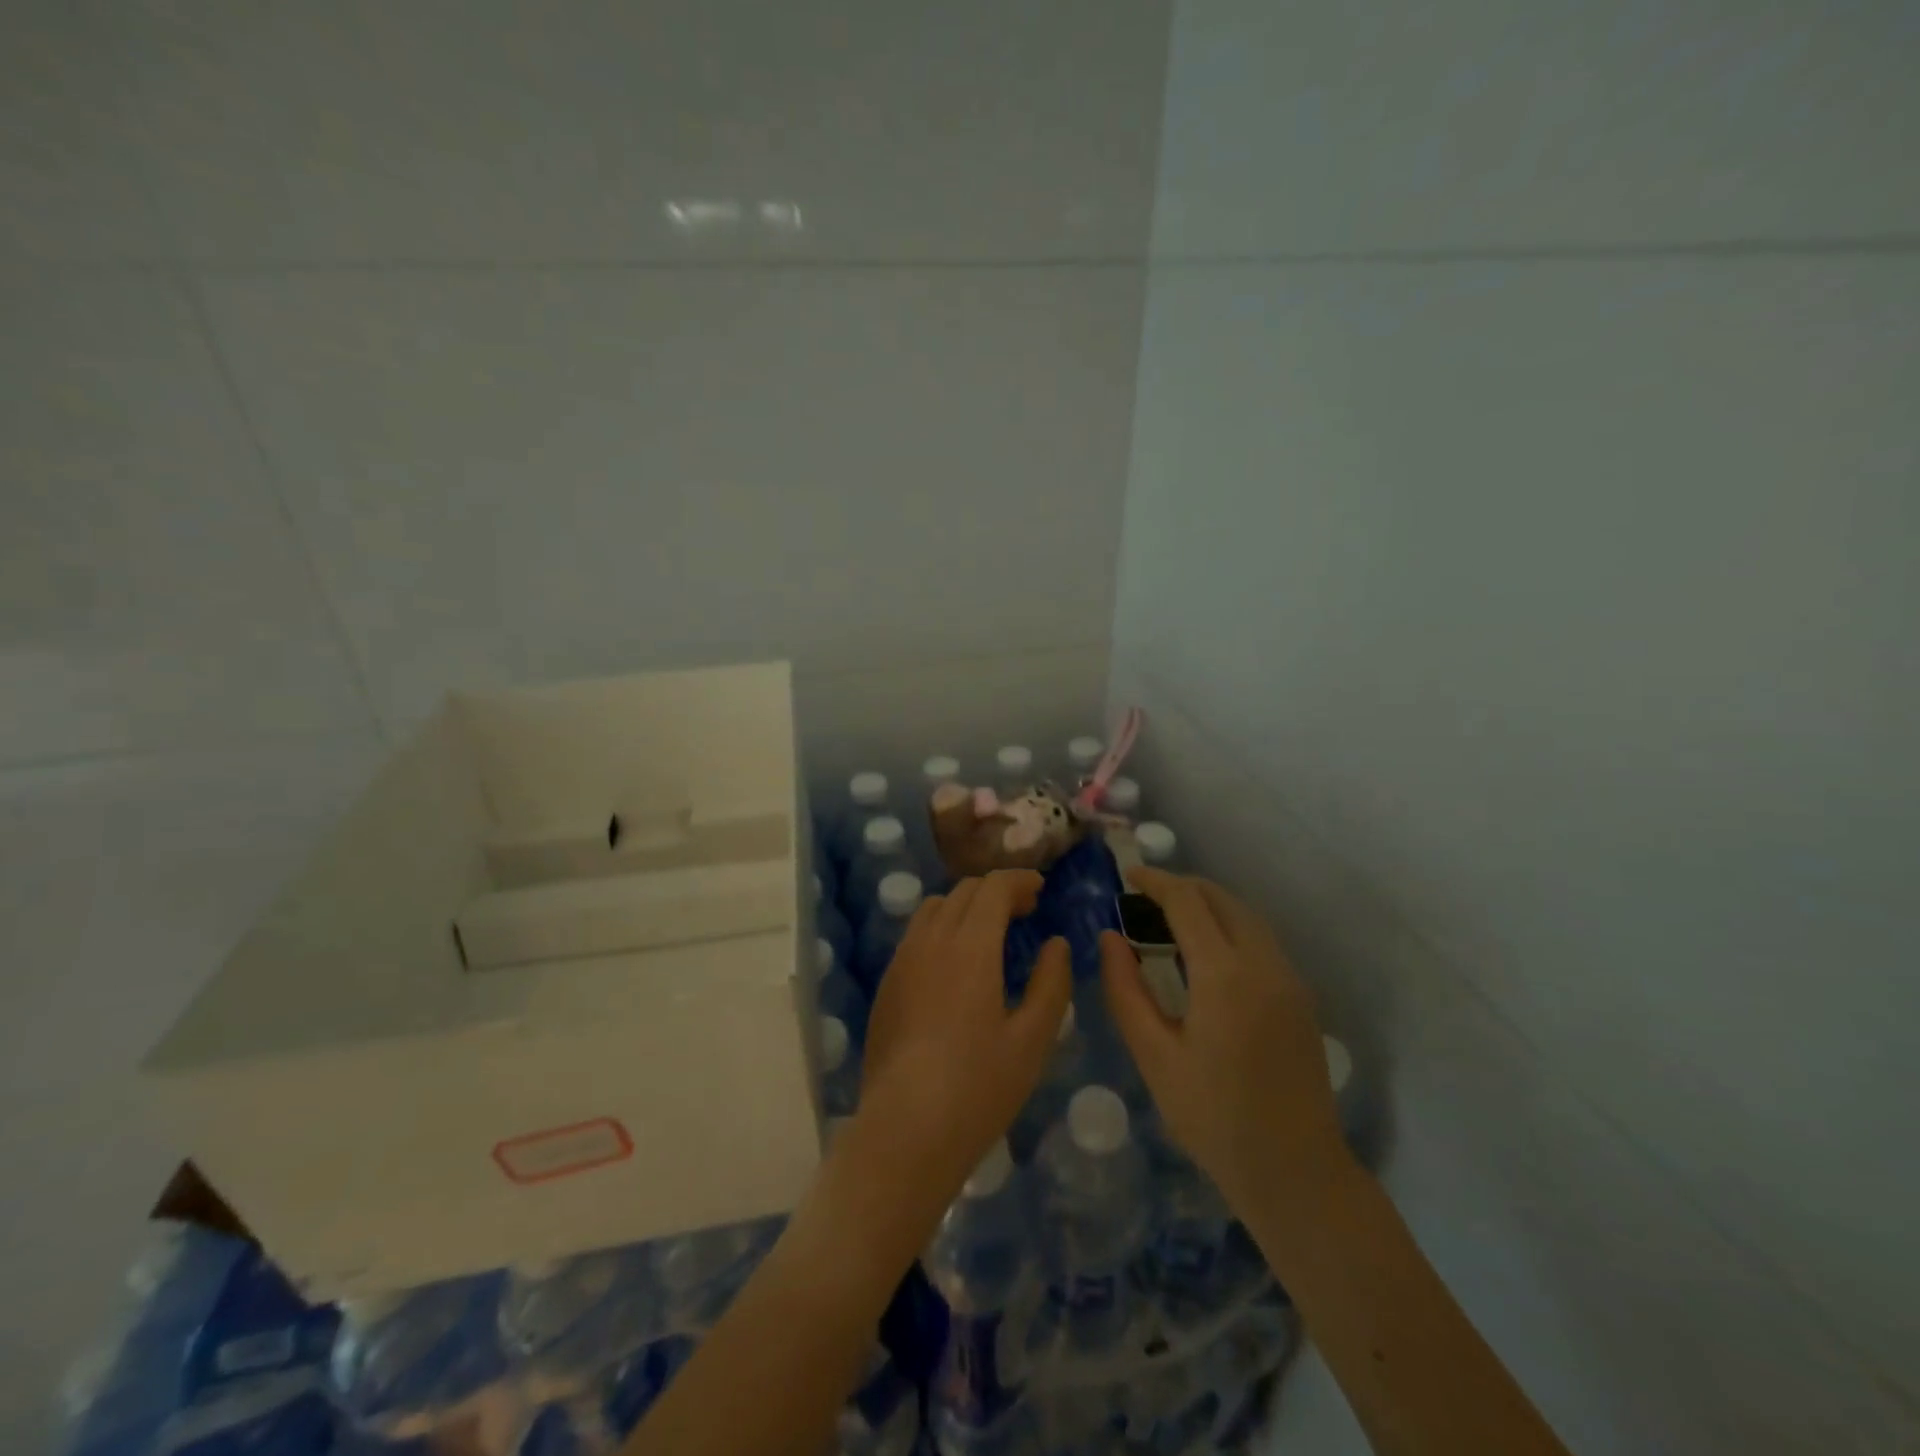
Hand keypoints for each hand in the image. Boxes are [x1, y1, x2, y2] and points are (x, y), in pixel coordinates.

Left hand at [854, 871, 1072, 1215]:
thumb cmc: (978, 1087)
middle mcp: (931, 941)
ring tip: (989, 934)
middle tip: (1024, 912)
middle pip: (963, 891)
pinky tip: (955, 965)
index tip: (1040, 889)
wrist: (904, 1130)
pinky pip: (916, 935)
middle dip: (996, 891)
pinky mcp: (886, 985)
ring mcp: (902, 961)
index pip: (993, 888)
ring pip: (934, 908)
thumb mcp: (1032, 1040)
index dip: (1019, 880)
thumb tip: (1056, 944)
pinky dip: (942, 928)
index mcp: (970, 946)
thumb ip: (1050, 983)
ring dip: (966, 906)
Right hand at [1098, 868, 1346, 1210]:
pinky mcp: (1300, 996)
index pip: (1188, 901)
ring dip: (1207, 904)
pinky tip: (1205, 952)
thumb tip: (1109, 938)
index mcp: (1225, 975)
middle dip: (1182, 886)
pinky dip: (1228, 926)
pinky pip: (1260, 939)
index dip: (1155, 881)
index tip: (1127, 876)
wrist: (1296, 1171)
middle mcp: (1264, 963)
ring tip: (1168, 917)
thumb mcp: (1154, 1055)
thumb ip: (1125, 989)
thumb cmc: (1213, 1118)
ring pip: (1245, 915)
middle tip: (1143, 896)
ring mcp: (1289, 978)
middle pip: (1221, 898)